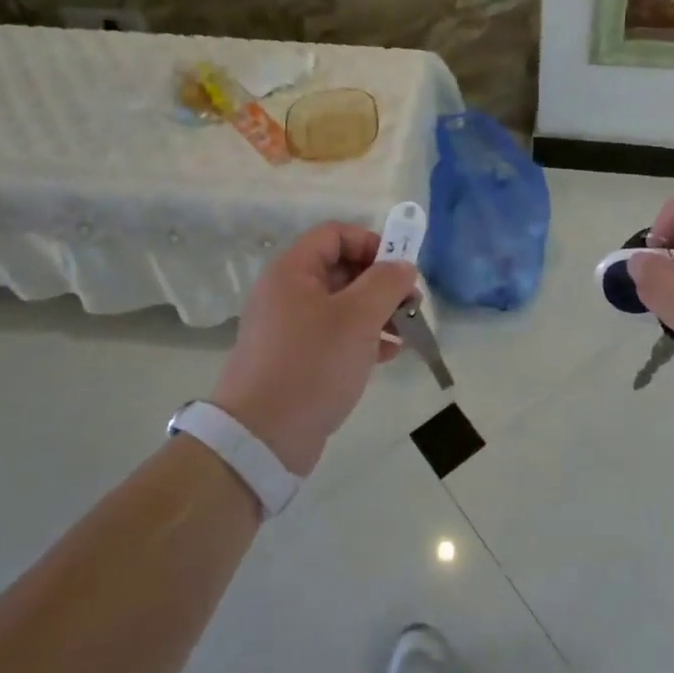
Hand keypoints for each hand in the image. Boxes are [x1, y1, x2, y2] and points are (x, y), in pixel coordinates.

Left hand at [211, 222, 418, 475]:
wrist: (261, 438)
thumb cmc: (312, 364)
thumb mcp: (358, 317)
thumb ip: (386, 283)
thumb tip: (403, 265)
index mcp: (292, 271)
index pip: (335, 234)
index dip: (371, 243)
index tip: (399, 269)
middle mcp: (287, 293)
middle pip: (341, 268)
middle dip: (381, 282)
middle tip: (412, 302)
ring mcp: (290, 328)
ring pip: (342, 304)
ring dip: (378, 312)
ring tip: (407, 331)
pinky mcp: (296, 359)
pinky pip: (335, 334)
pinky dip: (363, 337)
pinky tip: (390, 354)